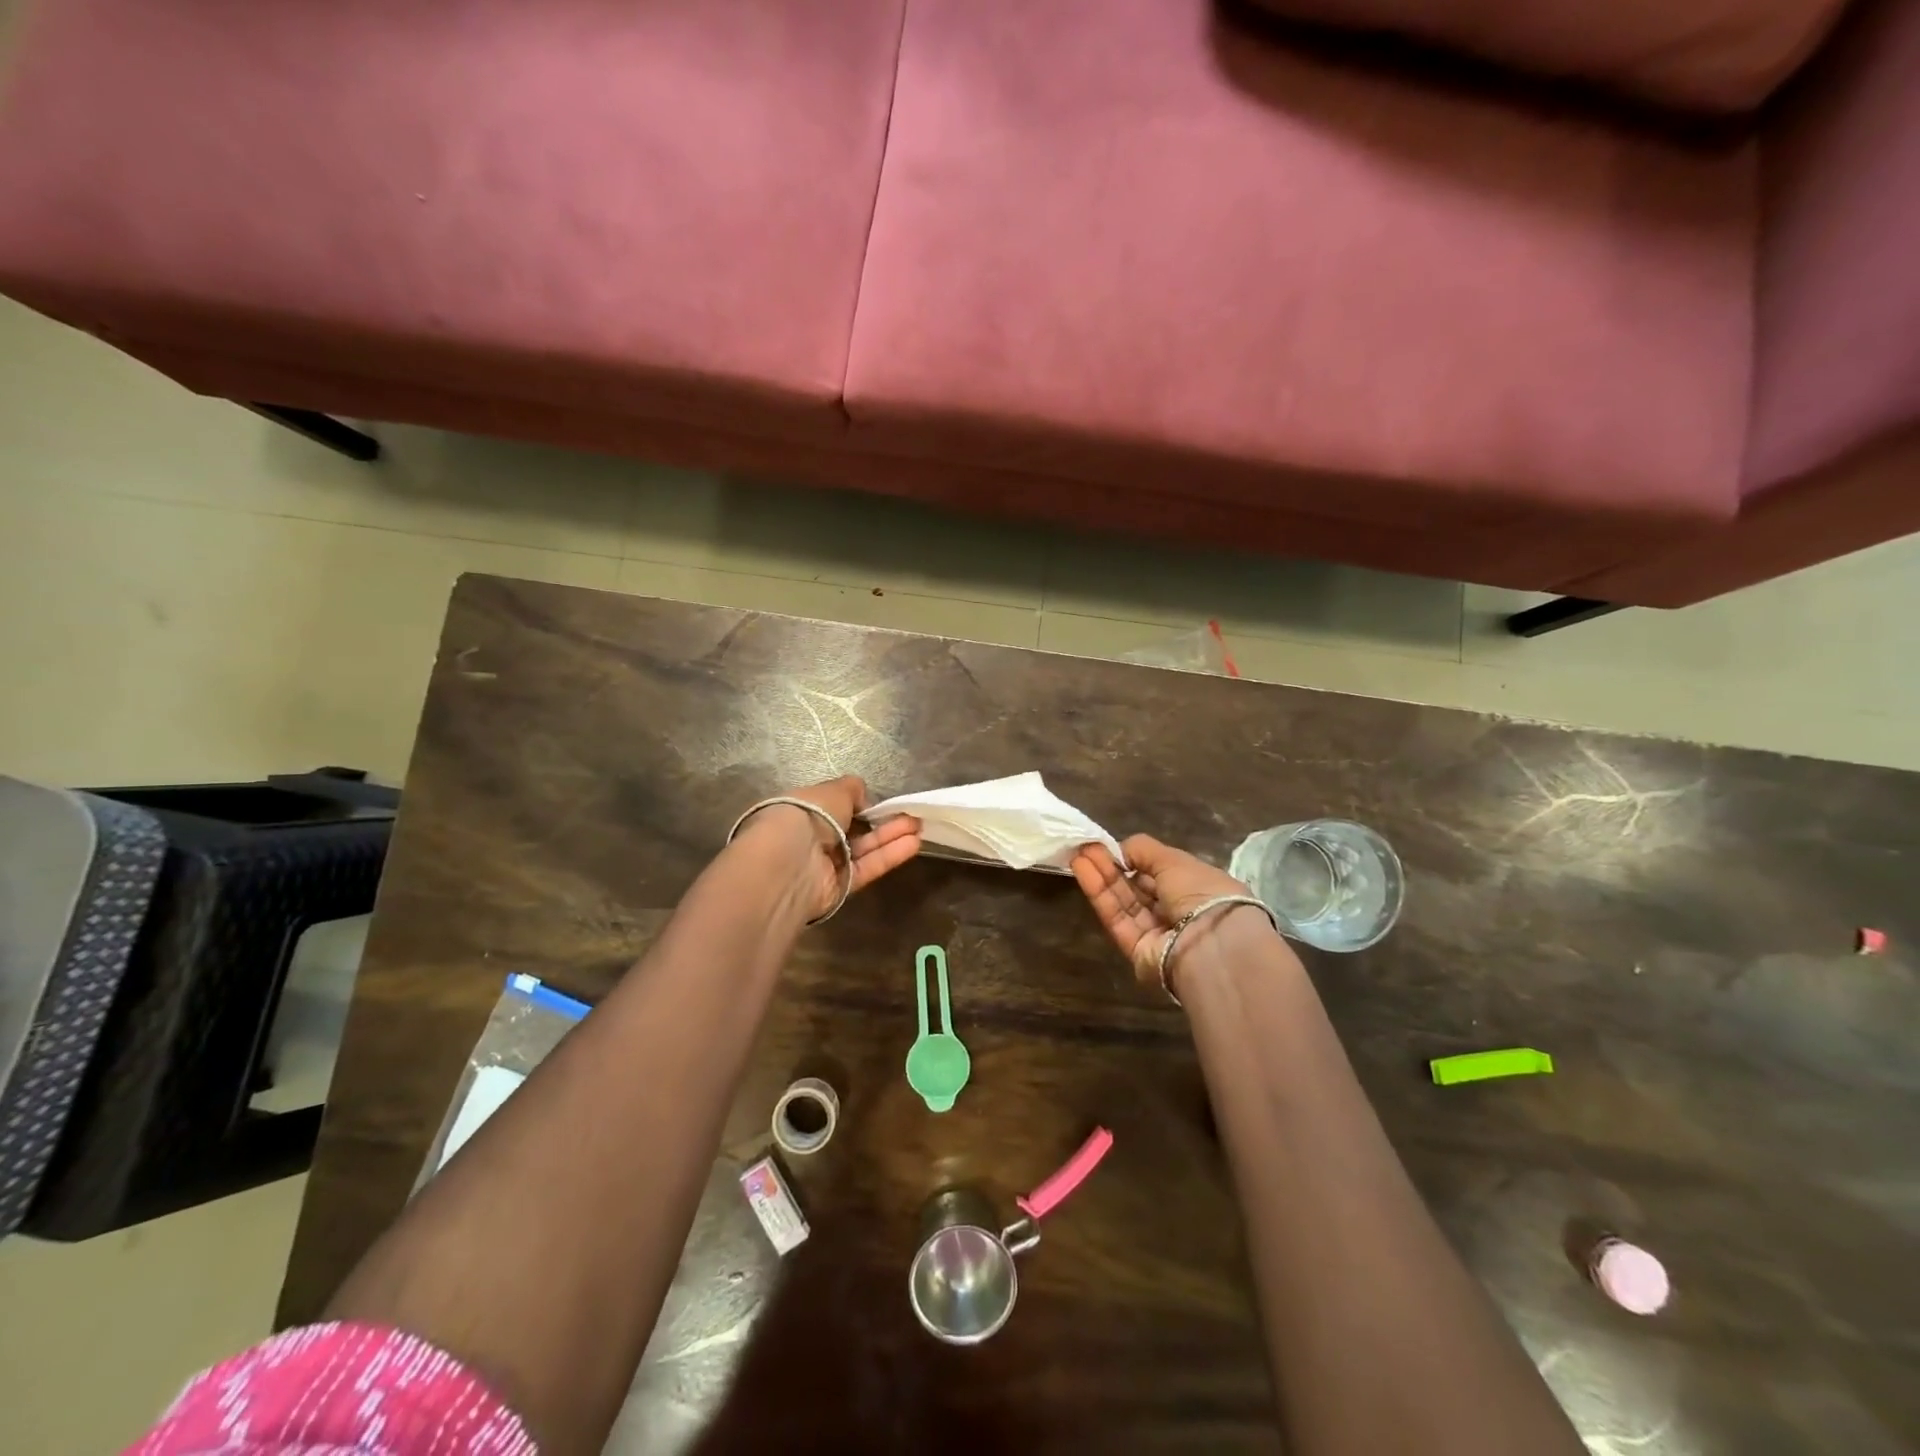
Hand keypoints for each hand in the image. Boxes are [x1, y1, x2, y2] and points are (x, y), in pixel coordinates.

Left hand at [765, 776, 921, 918]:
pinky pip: (867, 867)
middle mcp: (811, 838)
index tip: (878, 802)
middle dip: (881, 821)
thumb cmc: (807, 814)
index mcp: (801, 810)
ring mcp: (826, 864)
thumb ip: (852, 790)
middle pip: (853, 830)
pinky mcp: (840, 887)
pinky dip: (889, 855)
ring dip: (891, 836)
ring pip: (864, 848)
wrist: (791, 860)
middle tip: (910, 814)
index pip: (832, 807)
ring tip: (919, 825)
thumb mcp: (833, 790)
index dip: (857, 804)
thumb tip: (864, 799)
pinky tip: (913, 843)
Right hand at [1071, 835, 1281, 995]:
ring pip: (1124, 902)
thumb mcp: (1175, 860)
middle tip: (1086, 847)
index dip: (1134, 859)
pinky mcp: (1137, 951)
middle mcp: (1178, 913)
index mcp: (1197, 890)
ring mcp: (1157, 934)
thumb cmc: (1201, 893)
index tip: (1109, 846)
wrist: (1210, 945)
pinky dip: (1100, 895)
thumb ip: (1143, 850)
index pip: (1160, 873)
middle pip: (1137, 888)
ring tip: (1078, 855)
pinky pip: (1117, 919)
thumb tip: (1120, 849)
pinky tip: (1083, 871)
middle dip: (1112, 866)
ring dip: (1101, 878)